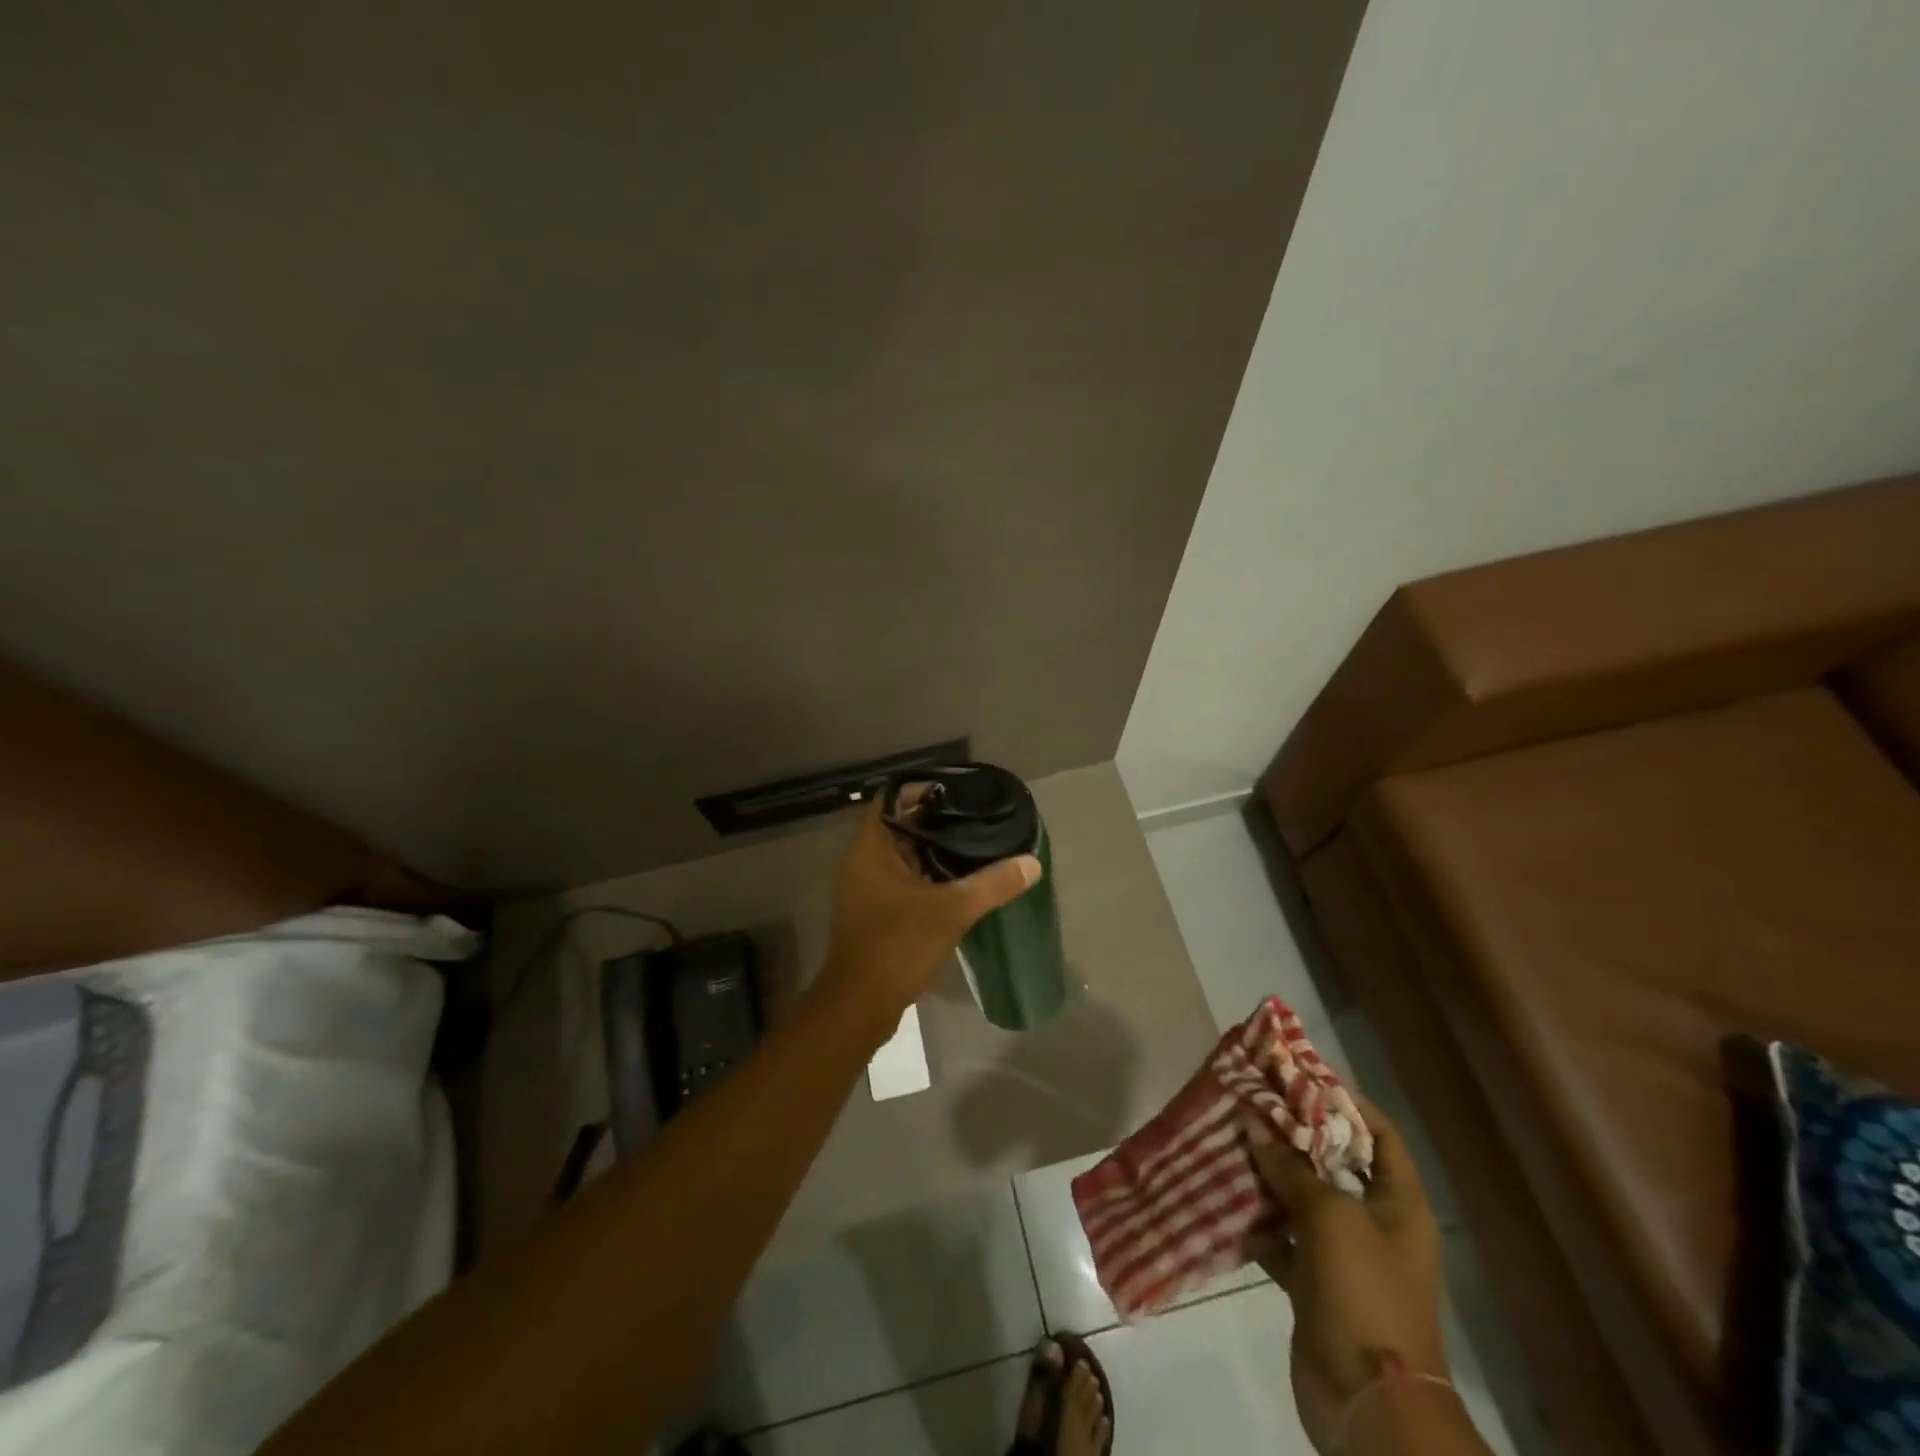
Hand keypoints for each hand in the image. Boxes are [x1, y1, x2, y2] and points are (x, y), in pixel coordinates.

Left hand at [818, 799, 1040, 1033]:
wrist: (860, 1005)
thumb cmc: (896, 945)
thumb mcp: (950, 911)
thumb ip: (993, 884)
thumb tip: (1032, 863)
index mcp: (871, 847)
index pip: (894, 798)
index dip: (925, 789)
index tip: (962, 790)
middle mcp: (863, 860)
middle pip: (902, 825)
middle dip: (939, 820)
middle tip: (979, 816)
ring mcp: (867, 887)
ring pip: (905, 854)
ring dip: (936, 849)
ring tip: (978, 842)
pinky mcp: (876, 911)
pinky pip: (905, 879)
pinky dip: (930, 875)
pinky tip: (962, 880)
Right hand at [1246, 1099, 1457, 1453]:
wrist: (1368, 1402)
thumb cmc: (1364, 1291)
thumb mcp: (1330, 1216)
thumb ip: (1290, 1167)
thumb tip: (1254, 1124)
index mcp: (1399, 1204)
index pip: (1380, 1134)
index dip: (1346, 1101)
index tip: (1300, 1075)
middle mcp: (1375, 1223)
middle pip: (1334, 1163)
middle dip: (1294, 1134)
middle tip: (1253, 1102)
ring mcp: (1343, 1256)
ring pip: (1302, 1199)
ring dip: (1269, 1175)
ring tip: (1230, 1140)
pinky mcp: (1313, 1284)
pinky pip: (1282, 1239)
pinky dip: (1257, 1222)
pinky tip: (1226, 1199)